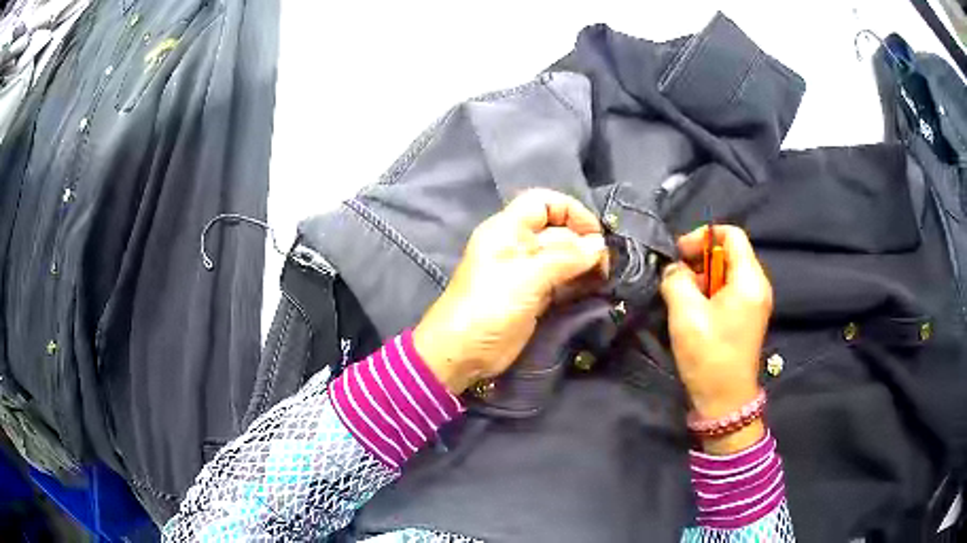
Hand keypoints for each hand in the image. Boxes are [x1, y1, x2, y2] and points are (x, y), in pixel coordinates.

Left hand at [414, 189, 606, 394]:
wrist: (463, 353)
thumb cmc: (490, 306)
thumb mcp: (528, 277)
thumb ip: (566, 258)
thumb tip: (599, 245)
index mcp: (508, 229)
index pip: (543, 203)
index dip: (571, 211)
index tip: (596, 234)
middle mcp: (518, 246)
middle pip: (557, 231)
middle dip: (583, 242)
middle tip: (606, 265)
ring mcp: (526, 272)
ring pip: (561, 258)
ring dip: (584, 264)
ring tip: (604, 277)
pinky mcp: (533, 296)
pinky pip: (560, 281)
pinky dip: (577, 283)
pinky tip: (594, 289)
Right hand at [660, 225, 772, 453]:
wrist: (725, 401)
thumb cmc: (709, 355)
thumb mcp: (685, 314)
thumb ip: (676, 280)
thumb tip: (674, 270)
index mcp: (749, 279)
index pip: (731, 234)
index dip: (703, 237)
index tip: (679, 255)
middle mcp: (758, 285)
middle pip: (729, 252)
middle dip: (699, 261)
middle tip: (677, 281)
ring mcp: (755, 302)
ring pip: (727, 273)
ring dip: (702, 279)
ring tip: (683, 300)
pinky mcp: (748, 317)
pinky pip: (729, 291)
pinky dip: (710, 293)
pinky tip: (694, 312)